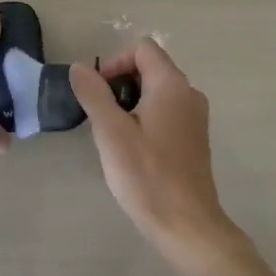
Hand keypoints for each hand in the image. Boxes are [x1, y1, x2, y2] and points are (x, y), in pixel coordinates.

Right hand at [69, 40, 242, 272]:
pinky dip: (147, 119)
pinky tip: (133, 151)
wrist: (188, 227)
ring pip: (157, 92)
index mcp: (172, 84)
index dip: (115, 63)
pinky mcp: (195, 139)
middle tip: (102, 117)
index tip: (99, 93)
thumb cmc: (147, 175)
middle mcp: (189, 93)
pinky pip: (167, 112)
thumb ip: (94, 94)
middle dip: (121, 84)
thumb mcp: (111, 132)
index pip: (142, 48)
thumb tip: (80, 68)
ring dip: (132, 103)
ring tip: (114, 136)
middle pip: (150, 67)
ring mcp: (195, 118)